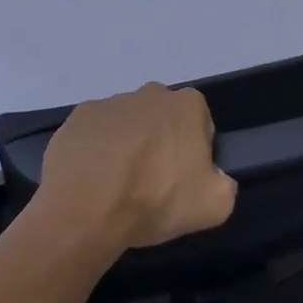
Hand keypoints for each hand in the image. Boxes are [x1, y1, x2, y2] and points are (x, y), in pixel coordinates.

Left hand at [38, 83, 237, 250]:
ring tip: (116, 188)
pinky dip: (95, 152)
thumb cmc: (155, 199)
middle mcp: (150, 93)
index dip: (194, 154)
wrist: (86, 209)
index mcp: (187, 105)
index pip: (200, 124)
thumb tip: (213, 178)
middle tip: (150, 186)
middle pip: (162, 120)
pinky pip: (94, 134)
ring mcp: (110, 102)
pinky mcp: (78, 117)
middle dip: (159, 144)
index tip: (182, 181)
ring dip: (126, 147)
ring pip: (127, 124)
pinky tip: (92, 181)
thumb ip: (224, 184)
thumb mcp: (215, 205)